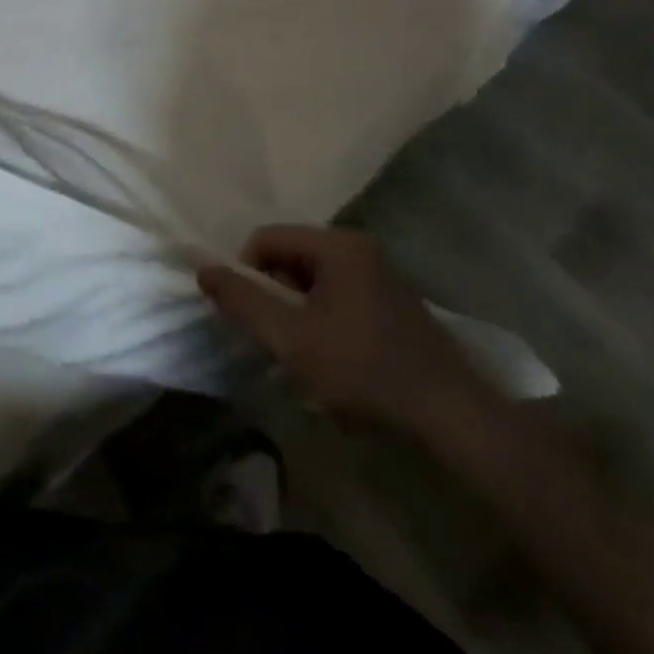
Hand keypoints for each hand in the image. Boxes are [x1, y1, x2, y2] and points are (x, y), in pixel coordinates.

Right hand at [198, 225, 485, 435]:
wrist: (450, 416)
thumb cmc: (362, 368)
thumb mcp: (290, 336)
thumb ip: (242, 300)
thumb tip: (203, 269)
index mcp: (336, 245)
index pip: (266, 238)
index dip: (246, 272)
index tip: (248, 316)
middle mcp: (360, 248)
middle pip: (290, 256)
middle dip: (273, 294)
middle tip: (274, 337)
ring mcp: (381, 275)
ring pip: (314, 280)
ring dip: (297, 311)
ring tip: (303, 354)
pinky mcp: (394, 304)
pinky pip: (340, 296)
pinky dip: (324, 320)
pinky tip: (334, 360)